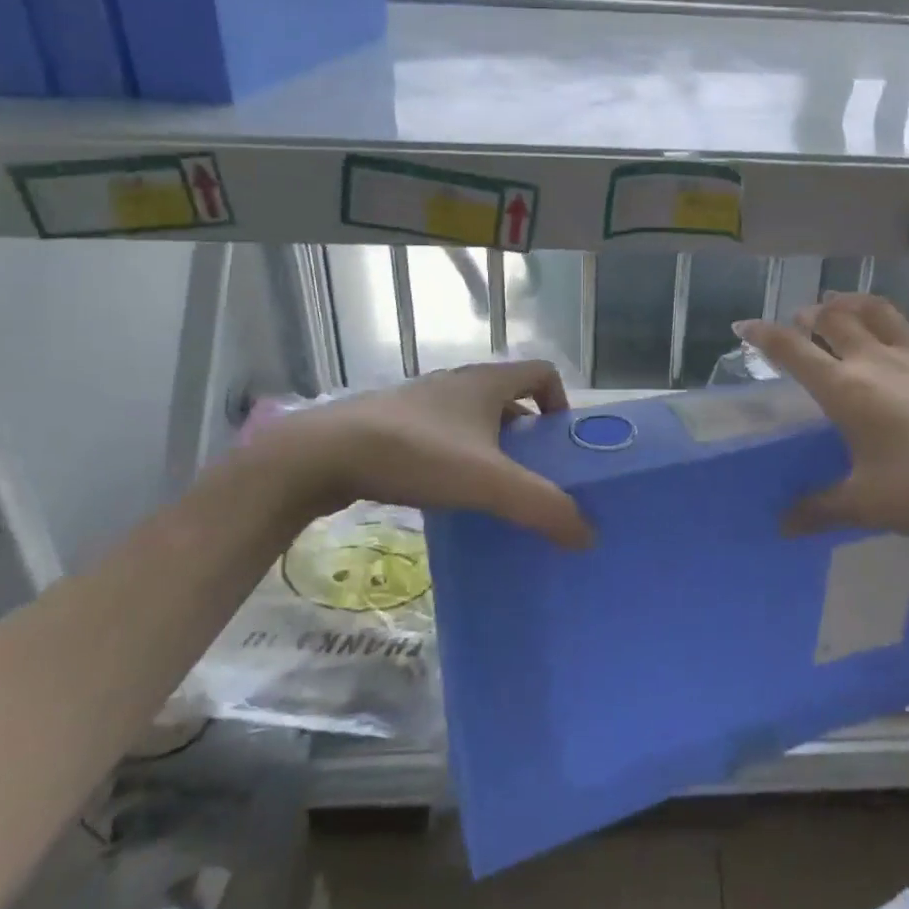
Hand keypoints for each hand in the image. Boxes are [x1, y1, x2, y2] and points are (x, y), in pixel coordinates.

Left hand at [236, 361, 593, 547]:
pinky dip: (455, 459)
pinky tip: (446, 496)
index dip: (560, 403)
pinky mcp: (392, 424)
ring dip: (490, 450)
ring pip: (473, 421)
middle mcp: (457, 383)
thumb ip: (541, 507)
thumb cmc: (415, 454)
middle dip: (527, 437)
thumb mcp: (487, 482)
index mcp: (486, 382)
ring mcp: (421, 402)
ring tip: (492, 494)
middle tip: (533, 479)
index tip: (560, 446)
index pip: (542, 373)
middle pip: (509, 400)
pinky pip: (441, 436)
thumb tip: (587, 535)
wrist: (320, 455)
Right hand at [735, 295, 908, 549]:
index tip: (743, 324)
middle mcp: (877, 361)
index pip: (793, 351)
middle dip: (811, 314)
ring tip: (844, 301)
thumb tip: (782, 526)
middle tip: (801, 317)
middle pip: (835, 320)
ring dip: (856, 302)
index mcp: (846, 390)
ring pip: (880, 312)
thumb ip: (821, 509)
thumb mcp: (867, 505)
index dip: (764, 335)